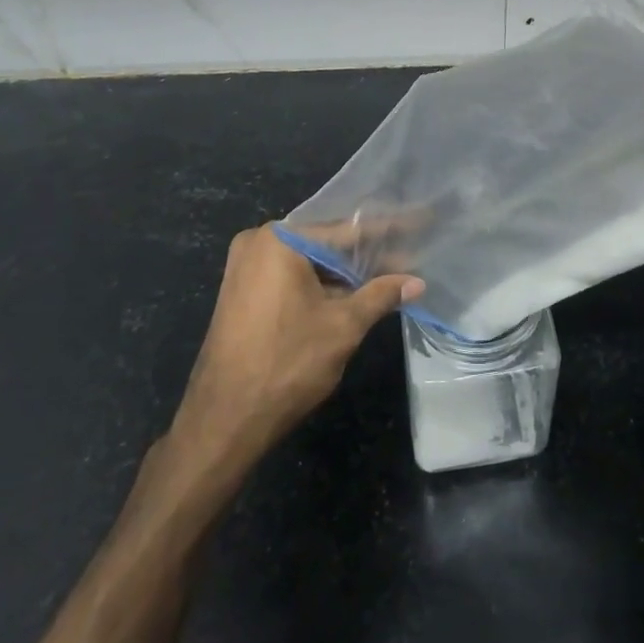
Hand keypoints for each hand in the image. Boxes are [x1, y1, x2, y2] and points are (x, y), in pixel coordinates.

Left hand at [171, 226, 423, 462]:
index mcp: (279, 240)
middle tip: (408, 251)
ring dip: (345, 271)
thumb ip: (380, 295)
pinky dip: (321, 284)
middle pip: (326, 242)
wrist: (224, 420)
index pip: (346, 230)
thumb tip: (416, 281)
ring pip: (309, 261)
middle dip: (366, 252)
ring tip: (390, 272)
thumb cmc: (287, 364)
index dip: (386, 231)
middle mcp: (258, 243)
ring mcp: (245, 268)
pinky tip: (354, 291)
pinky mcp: (242, 292)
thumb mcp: (343, 326)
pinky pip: (291, 277)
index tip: (419, 222)